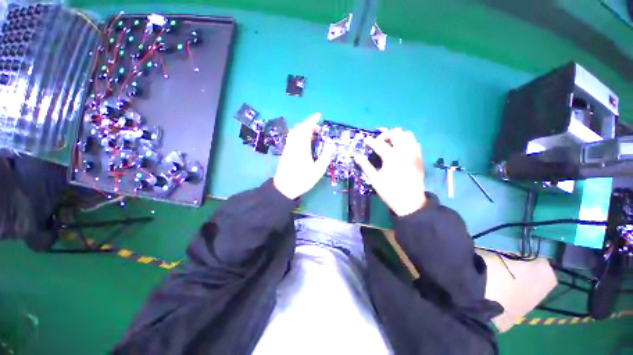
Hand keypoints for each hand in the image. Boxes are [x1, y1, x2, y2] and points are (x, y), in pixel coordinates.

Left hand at [273, 113, 333, 199]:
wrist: (284, 188)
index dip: (312, 120)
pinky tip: (305, 143)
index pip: (306, 127)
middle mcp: (293, 144)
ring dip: (303, 130)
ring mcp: (288, 148)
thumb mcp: (318, 171)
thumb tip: (331, 144)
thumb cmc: (302, 180)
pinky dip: (299, 135)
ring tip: (313, 136)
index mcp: (301, 147)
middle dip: (309, 125)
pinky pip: (292, 138)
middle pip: (299, 128)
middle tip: (319, 131)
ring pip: (294, 132)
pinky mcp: (285, 152)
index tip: (319, 116)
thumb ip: (325, 156)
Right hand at [354, 128, 425, 215]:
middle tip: (378, 141)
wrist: (410, 202)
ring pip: (407, 134)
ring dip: (397, 135)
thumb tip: (356, 156)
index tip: (365, 140)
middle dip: (385, 135)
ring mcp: (413, 153)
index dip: (370, 141)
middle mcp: (404, 151)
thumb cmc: (390, 191)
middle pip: (395, 133)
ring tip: (390, 142)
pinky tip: (400, 148)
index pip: (379, 143)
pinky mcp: (419, 157)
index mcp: (391, 157)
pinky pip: (414, 142)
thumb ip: (365, 166)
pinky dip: (406, 141)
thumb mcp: (374, 179)